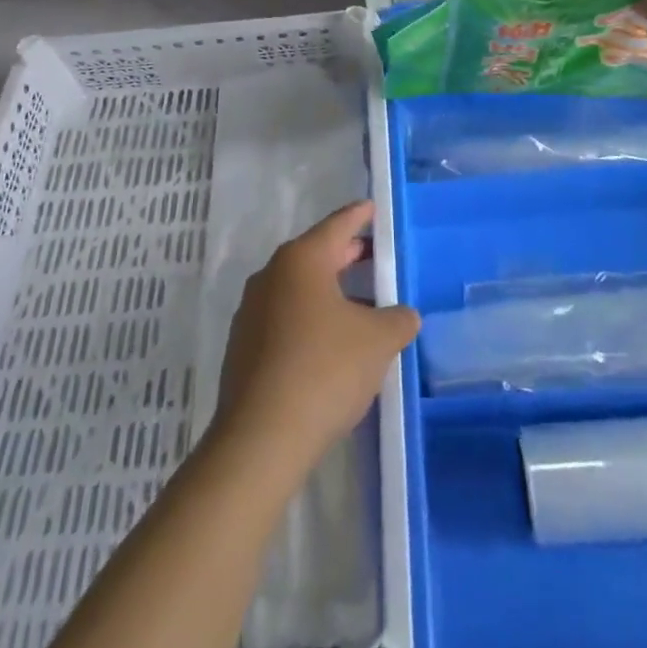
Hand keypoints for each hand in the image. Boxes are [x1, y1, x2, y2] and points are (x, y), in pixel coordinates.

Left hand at [214, 201, 418, 471]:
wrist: (261, 438)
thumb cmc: (325, 370)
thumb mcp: (378, 341)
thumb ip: (397, 320)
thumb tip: (402, 316)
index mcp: (301, 260)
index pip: (337, 225)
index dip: (360, 216)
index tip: (373, 209)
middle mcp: (271, 275)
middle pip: (316, 255)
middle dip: (347, 255)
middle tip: (376, 257)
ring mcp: (252, 311)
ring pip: (299, 289)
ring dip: (330, 293)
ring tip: (361, 307)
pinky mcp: (244, 347)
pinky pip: (285, 318)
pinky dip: (310, 320)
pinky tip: (331, 346)